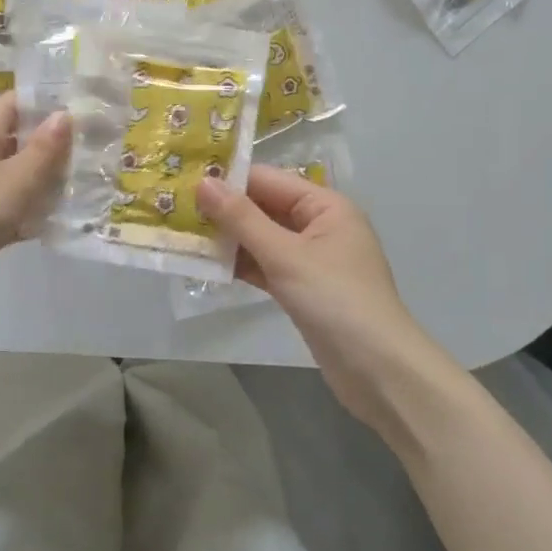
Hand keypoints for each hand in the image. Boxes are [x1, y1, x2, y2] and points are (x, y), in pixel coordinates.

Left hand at [0, 92, 71, 333]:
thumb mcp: (13, 180)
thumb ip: (43, 150)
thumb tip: (64, 114)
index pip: (15, 103)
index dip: (48, 102)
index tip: (86, 108)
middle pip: (20, 140)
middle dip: (56, 145)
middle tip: (98, 150)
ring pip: (20, 178)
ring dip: (49, 182)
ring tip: (91, 184)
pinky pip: (14, 210)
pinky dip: (35, 214)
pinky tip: (64, 222)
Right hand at [199, 168, 434, 441]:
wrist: (377, 370)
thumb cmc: (335, 300)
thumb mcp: (286, 255)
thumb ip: (242, 219)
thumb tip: (204, 182)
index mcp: (326, 206)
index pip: (269, 181)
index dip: (229, 180)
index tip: (183, 180)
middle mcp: (319, 226)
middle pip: (264, 208)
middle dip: (223, 210)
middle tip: (174, 208)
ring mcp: (310, 260)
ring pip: (261, 239)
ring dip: (227, 239)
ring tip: (181, 233)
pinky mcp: (301, 289)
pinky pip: (265, 266)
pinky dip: (240, 265)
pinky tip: (205, 265)